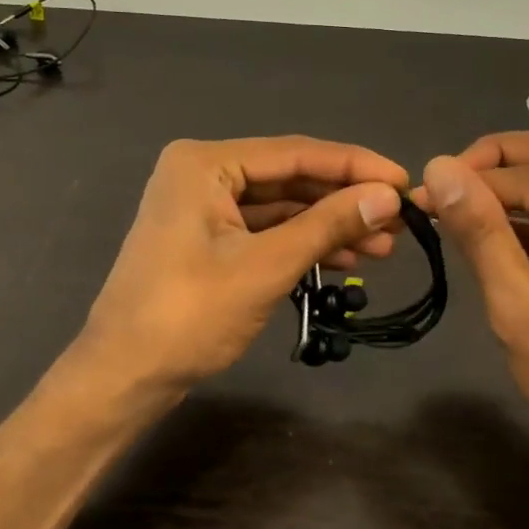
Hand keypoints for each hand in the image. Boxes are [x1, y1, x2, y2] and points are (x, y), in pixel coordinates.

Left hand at [79, 137, 407, 400]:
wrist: (124, 375)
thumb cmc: (189, 315)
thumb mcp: (266, 266)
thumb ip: (328, 225)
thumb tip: (389, 197)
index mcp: (205, 163)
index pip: (295, 153)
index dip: (355, 166)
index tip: (404, 181)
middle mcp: (202, 173)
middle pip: (288, 177)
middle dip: (343, 200)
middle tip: (400, 220)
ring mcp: (202, 207)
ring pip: (280, 206)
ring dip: (328, 225)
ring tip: (384, 246)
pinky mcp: (206, 238)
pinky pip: (264, 230)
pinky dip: (301, 243)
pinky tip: (345, 257)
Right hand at [420, 132, 528, 528]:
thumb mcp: (521, 308)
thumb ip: (481, 232)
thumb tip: (439, 166)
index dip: (471, 180)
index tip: (416, 194)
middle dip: (498, 162)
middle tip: (447, 184)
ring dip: (510, 189)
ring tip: (455, 210)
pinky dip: (525, 220)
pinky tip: (486, 237)